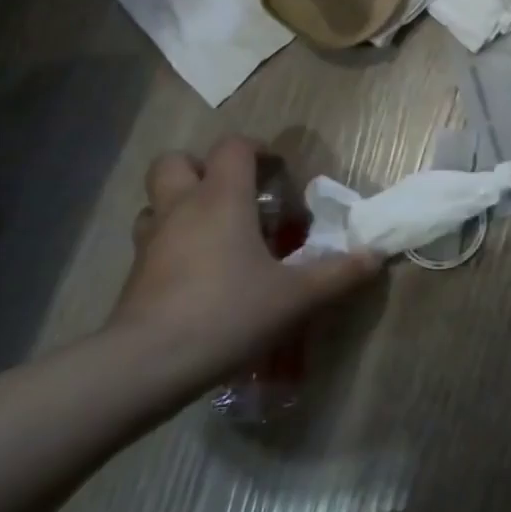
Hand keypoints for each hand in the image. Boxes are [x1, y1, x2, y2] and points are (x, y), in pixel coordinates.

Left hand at [109, 136, 379, 390]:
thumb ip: (338, 274)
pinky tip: (195, 273)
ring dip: (181, 205)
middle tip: (234, 194)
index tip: (278, 172)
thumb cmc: (228, 312)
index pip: (233, 147)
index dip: (257, 149)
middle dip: (203, 168)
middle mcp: (181, 207)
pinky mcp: (134, 273)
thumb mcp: (296, 297)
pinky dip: (171, 243)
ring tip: (213, 232)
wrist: (148, 364)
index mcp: (222, 198)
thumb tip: (375, 256)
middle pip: (177, 161)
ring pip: (156, 200)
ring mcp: (151, 239)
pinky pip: (150, 240)